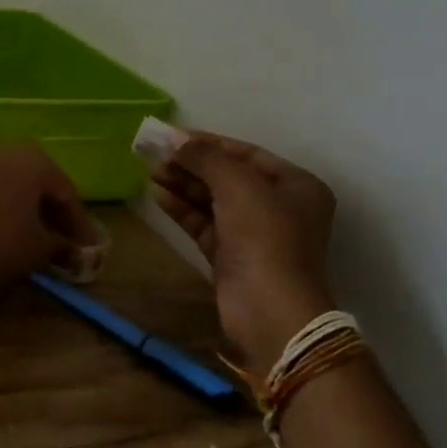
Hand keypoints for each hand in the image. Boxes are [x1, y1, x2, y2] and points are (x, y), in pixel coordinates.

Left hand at [0, 144, 98, 291]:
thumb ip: (62, 244)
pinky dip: (7, 209)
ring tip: (40, 239)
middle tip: (67, 241)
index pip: (66, 192)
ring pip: (16, 186)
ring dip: (30, 210)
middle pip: (41, 183)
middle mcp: (7, 152)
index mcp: (34, 161)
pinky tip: (10, 233)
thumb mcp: (40, 248)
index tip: (88, 248)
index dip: (79, 223)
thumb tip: (72, 250)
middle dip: (54, 212)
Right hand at [152, 133, 336, 370]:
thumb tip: (176, 141)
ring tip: (151, 171)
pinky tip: (159, 196)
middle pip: (227, 176)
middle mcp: (278, 207)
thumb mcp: (238, 186)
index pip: (246, 154)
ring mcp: (254, 234)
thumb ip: (207, 158)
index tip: (172, 136)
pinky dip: (183, 209)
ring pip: (213, 200)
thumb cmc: (264, 237)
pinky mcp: (231, 256)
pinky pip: (204, 224)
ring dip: (183, 185)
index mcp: (295, 186)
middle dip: (192, 165)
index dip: (209, 143)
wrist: (269, 310)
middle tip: (155, 155)